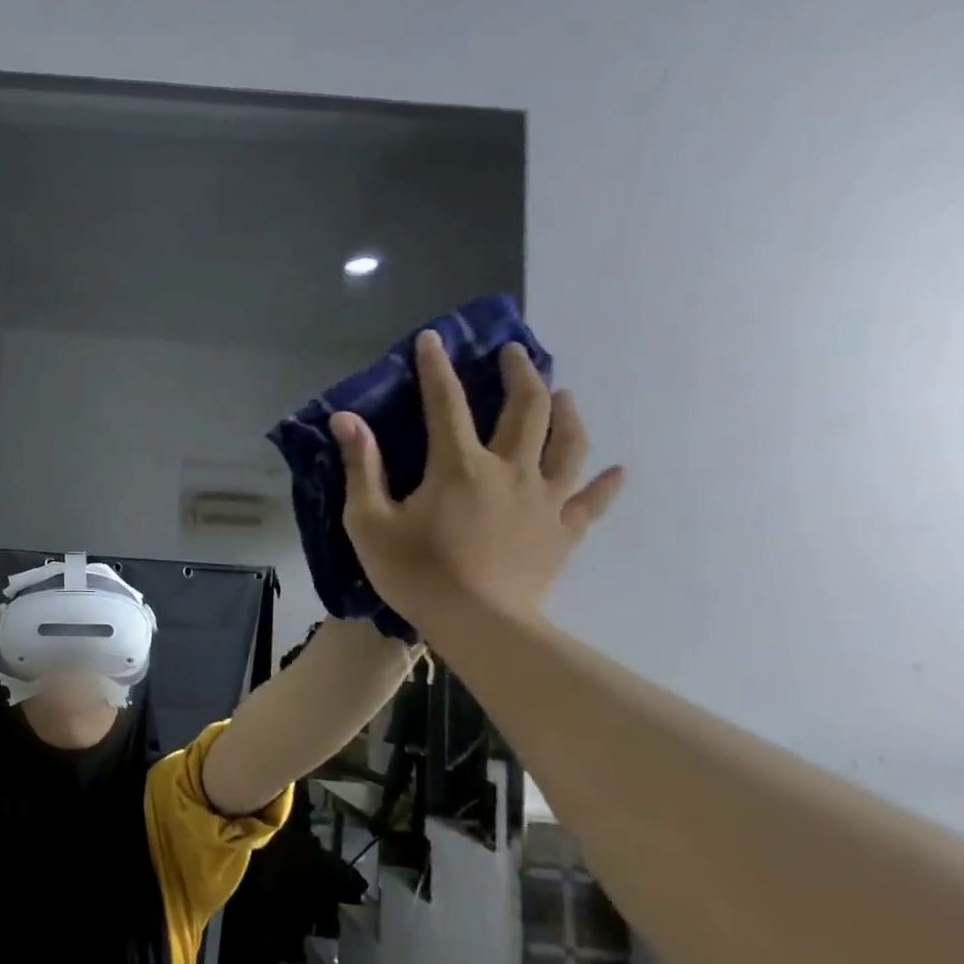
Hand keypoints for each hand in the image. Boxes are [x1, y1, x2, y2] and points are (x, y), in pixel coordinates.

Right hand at [332, 331, 624, 631]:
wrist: (478, 624)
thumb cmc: (415, 572)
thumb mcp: (368, 521)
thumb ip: (361, 467)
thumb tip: (346, 419)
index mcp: (459, 465)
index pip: (445, 403)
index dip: (437, 368)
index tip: (434, 338)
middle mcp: (510, 470)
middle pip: (526, 409)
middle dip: (519, 373)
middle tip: (514, 352)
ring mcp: (544, 500)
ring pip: (568, 443)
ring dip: (567, 412)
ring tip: (564, 393)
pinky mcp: (564, 531)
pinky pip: (592, 501)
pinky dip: (606, 483)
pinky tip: (616, 471)